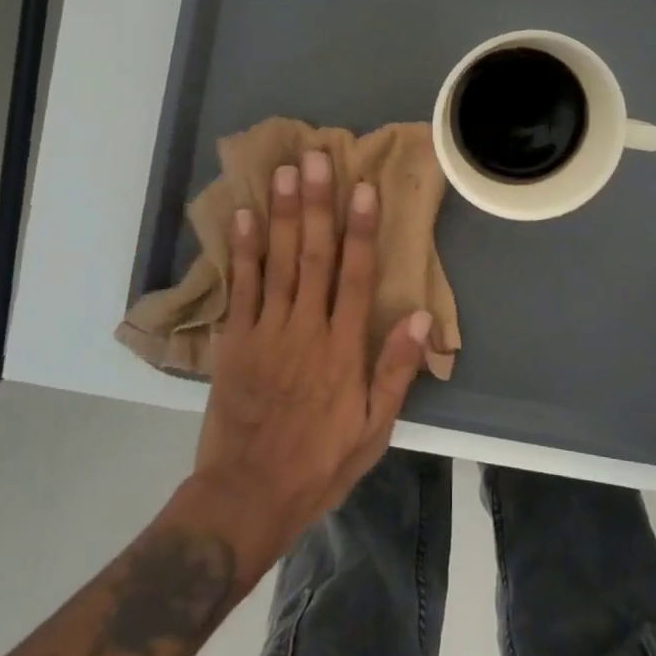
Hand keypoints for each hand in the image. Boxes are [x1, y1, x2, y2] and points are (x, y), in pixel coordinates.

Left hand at [190, 149, 431, 575]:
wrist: (247, 497)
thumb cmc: (319, 464)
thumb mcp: (373, 429)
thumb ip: (395, 370)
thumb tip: (420, 318)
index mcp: (343, 348)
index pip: (356, 276)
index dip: (361, 229)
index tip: (363, 188)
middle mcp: (306, 329)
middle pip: (314, 256)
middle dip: (318, 204)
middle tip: (318, 158)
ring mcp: (266, 331)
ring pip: (277, 262)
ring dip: (282, 214)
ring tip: (285, 171)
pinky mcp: (235, 341)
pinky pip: (241, 288)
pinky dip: (243, 251)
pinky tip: (244, 217)